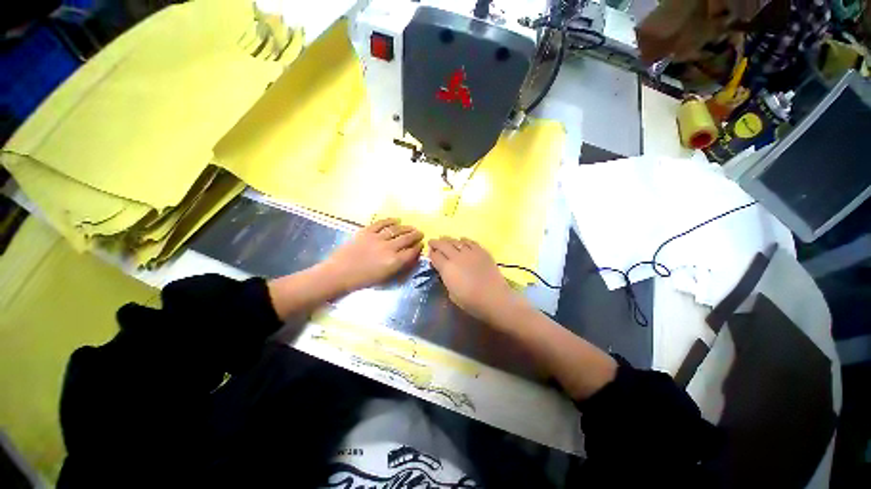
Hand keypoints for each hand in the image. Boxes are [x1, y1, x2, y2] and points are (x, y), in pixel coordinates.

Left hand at [323, 218, 423, 292]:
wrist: (338, 273)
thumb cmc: (362, 280)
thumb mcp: (384, 278)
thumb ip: (398, 266)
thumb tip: (408, 257)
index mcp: (393, 261)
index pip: (411, 252)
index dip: (418, 248)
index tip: (421, 244)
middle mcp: (388, 248)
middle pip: (407, 239)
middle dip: (416, 235)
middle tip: (420, 233)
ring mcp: (377, 238)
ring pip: (396, 229)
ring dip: (406, 227)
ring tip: (411, 227)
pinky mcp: (366, 231)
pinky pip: (381, 223)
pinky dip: (390, 220)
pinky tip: (396, 220)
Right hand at [428, 237, 527, 325]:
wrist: (494, 298)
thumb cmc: (471, 301)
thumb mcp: (452, 294)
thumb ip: (446, 279)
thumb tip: (444, 271)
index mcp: (447, 268)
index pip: (435, 256)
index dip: (431, 254)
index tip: (430, 253)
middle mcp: (456, 257)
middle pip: (443, 245)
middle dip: (436, 242)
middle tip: (433, 242)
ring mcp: (470, 252)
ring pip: (456, 241)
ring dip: (448, 240)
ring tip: (445, 239)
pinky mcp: (482, 251)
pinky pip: (470, 242)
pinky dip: (464, 240)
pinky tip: (462, 240)